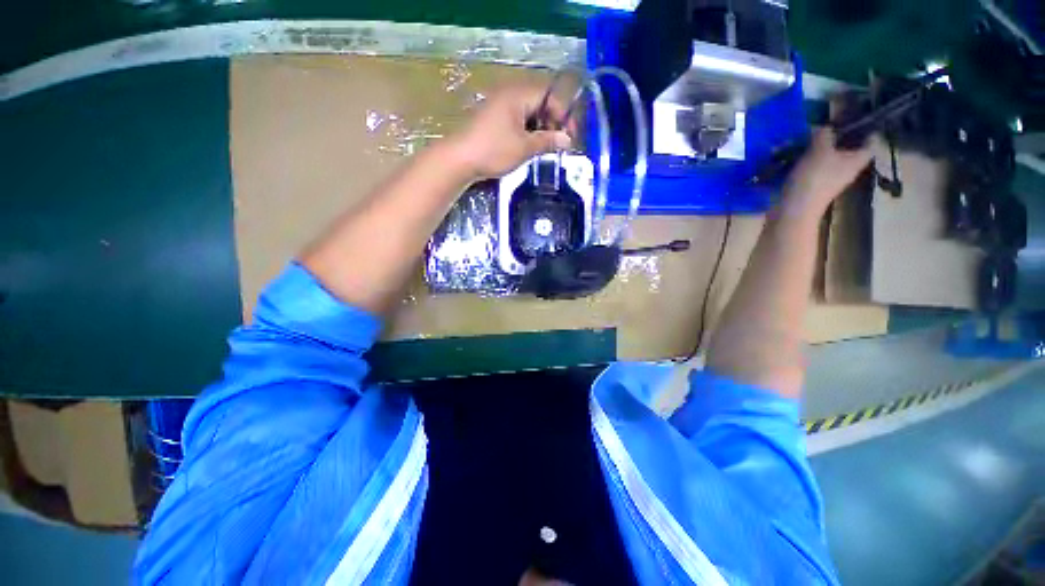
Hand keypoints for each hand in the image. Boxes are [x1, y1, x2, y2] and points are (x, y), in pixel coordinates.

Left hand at [446, 85, 573, 180]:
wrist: (459, 160)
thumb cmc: (493, 150)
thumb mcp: (524, 147)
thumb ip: (548, 141)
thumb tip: (567, 140)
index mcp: (518, 95)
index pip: (550, 96)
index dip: (563, 115)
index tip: (570, 136)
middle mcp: (509, 96)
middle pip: (540, 103)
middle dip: (553, 123)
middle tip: (559, 144)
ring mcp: (499, 107)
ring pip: (529, 114)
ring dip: (541, 130)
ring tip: (547, 149)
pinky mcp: (493, 121)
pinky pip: (517, 122)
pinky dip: (528, 133)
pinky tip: (530, 148)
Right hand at [782, 128, 873, 214]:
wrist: (793, 210)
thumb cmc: (814, 179)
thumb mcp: (820, 150)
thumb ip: (824, 135)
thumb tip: (825, 126)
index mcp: (857, 159)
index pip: (871, 141)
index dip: (868, 129)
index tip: (858, 117)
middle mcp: (846, 168)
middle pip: (847, 148)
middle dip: (836, 136)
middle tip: (824, 125)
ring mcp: (828, 178)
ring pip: (826, 156)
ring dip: (815, 147)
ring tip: (801, 139)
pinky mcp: (811, 185)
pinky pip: (810, 167)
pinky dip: (802, 159)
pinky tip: (790, 156)